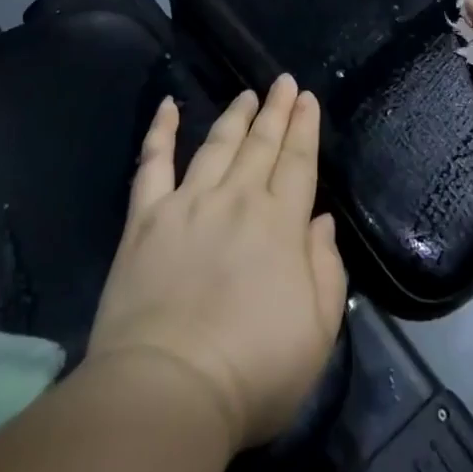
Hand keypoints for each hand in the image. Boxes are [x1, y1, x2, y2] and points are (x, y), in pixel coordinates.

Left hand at [86, 76, 347, 448]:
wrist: (168, 390)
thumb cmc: (252, 371)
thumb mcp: (317, 332)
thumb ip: (326, 269)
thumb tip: (321, 221)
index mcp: (281, 224)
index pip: (298, 162)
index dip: (304, 128)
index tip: (307, 98)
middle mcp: (238, 200)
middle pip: (261, 145)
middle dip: (276, 110)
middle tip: (283, 82)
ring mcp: (188, 203)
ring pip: (217, 145)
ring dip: (234, 116)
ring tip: (247, 95)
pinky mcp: (146, 218)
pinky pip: (153, 163)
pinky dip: (160, 131)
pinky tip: (168, 106)